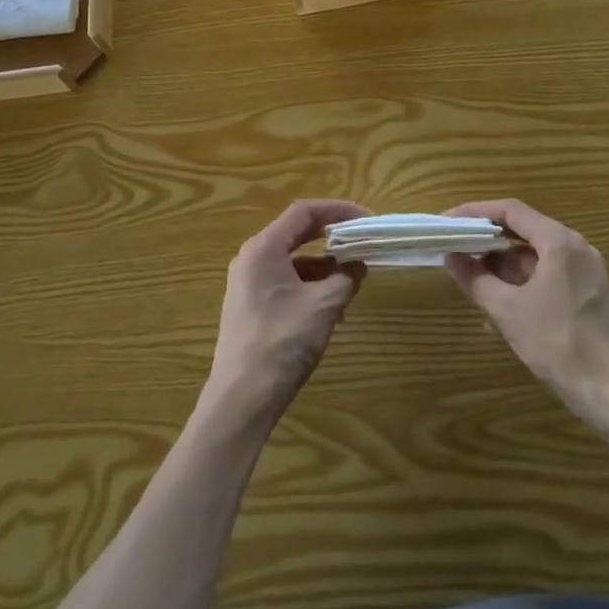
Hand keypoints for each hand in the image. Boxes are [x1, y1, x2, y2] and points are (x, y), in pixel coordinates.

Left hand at [204, 200, 368, 427]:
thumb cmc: (282, 342)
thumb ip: (345, 278)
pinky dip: (309, 286)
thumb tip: (358, 264)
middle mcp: (251, 258)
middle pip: (296, 233)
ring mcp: (247, 283)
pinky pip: (284, 282)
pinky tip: (330, 308)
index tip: (366, 218)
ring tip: (351, 283)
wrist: (242, 398)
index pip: (303, 212)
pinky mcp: (249, 306)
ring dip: (323, 267)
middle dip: (331, 238)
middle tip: (361, 243)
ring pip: (292, 261)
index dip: (337, 210)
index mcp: (263, 248)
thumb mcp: (323, 306)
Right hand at [444, 199, 608, 428]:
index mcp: (559, 242)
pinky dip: (522, 285)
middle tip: (456, 252)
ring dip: (502, 269)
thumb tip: (451, 257)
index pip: (510, 211)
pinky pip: (548, 277)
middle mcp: (576, 248)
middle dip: (487, 243)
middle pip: (523, 231)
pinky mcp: (589, 295)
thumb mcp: (508, 312)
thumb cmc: (560, 345)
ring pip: (534, 258)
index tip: (448, 222)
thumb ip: (476, 279)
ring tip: (473, 286)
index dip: (475, 212)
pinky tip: (501, 311)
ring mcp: (586, 272)